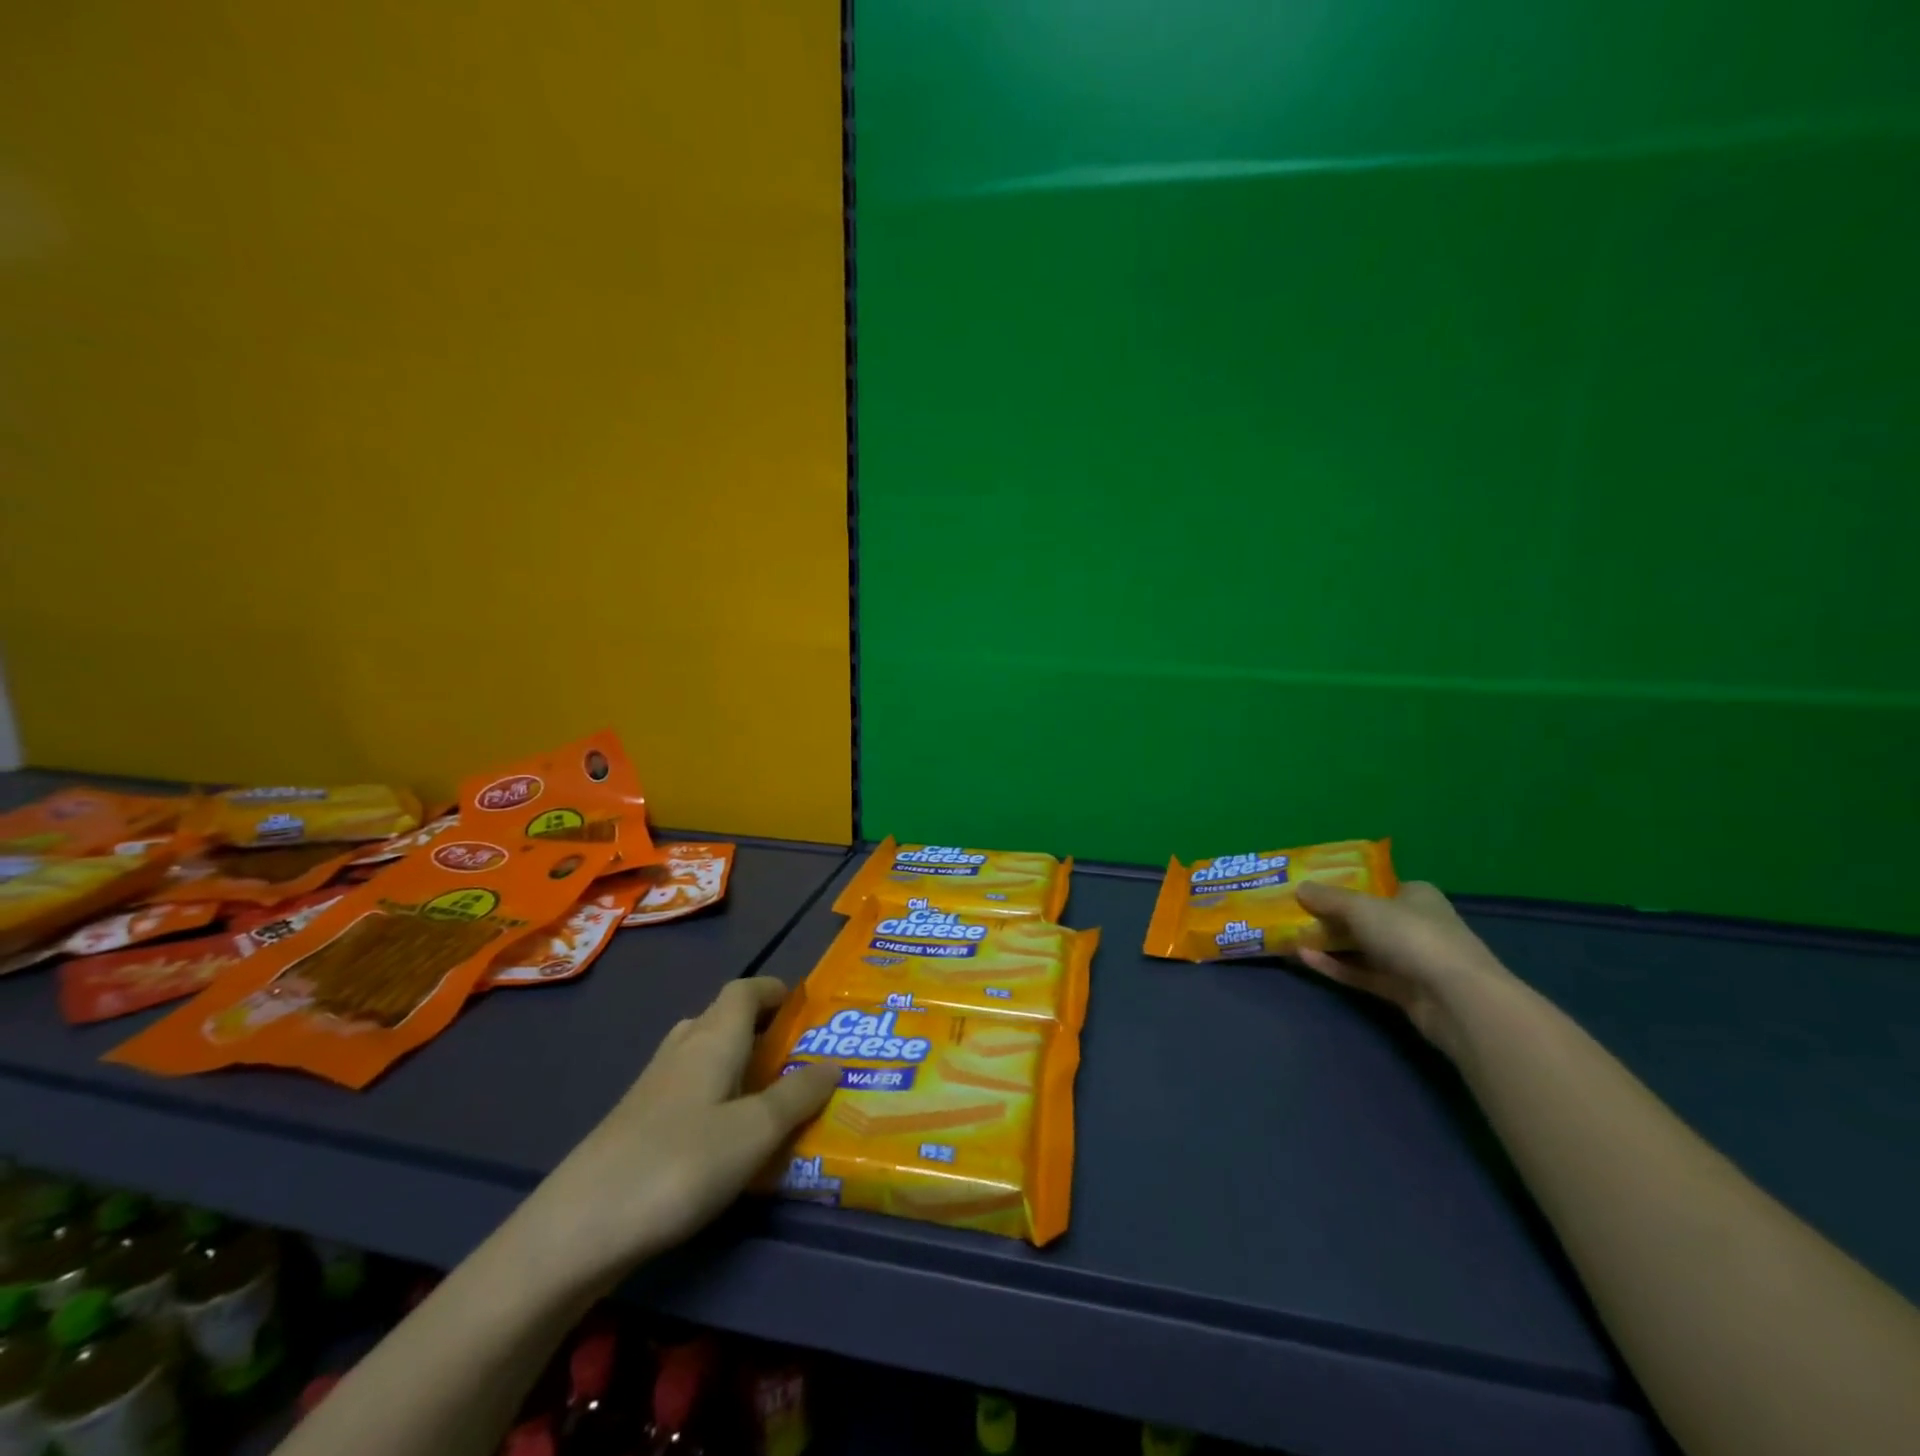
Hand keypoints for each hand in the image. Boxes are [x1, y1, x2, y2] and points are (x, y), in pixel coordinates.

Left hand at [516, 977, 836, 1290]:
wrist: (579, 1226)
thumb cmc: (681, 1163)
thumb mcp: (755, 1132)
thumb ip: (797, 1095)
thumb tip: (835, 1063)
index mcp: (713, 1037)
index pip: (745, 990)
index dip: (775, 990)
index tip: (806, 1008)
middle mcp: (683, 1048)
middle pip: (723, 1017)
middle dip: (761, 1027)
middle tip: (796, 1056)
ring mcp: (654, 1085)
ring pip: (703, 1053)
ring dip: (737, 1061)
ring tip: (768, 1093)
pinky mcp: (636, 1121)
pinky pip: (689, 1087)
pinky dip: (715, 1093)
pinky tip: (725, 1134)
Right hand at [1294, 880, 1521, 1062]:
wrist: (1456, 999)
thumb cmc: (1412, 935)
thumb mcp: (1361, 908)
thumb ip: (1328, 898)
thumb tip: (1299, 888)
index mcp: (1415, 895)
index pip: (1376, 884)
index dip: (1343, 883)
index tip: (1311, 885)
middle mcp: (1414, 923)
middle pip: (1365, 916)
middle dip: (1329, 914)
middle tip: (1292, 910)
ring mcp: (1409, 959)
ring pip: (1361, 947)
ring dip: (1328, 942)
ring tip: (1290, 934)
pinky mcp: (1401, 990)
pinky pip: (1360, 973)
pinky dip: (1335, 966)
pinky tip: (1303, 958)